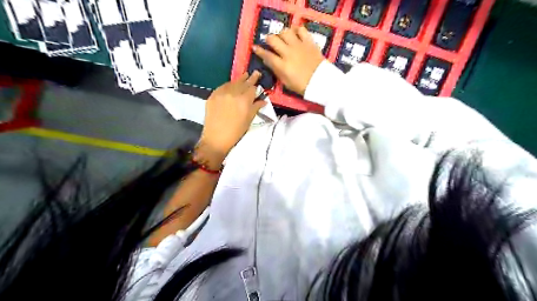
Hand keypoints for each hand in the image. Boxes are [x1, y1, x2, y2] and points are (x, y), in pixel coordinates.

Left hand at [197, 70, 264, 168]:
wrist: (216, 138)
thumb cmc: (236, 131)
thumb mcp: (249, 120)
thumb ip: (256, 107)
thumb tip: (263, 100)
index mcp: (244, 100)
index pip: (252, 87)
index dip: (256, 82)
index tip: (258, 76)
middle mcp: (233, 93)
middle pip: (242, 82)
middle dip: (249, 77)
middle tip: (254, 72)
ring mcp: (221, 93)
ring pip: (232, 83)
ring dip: (239, 80)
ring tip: (244, 76)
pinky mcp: (212, 95)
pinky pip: (222, 86)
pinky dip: (228, 85)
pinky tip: (231, 85)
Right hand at [251, 25, 321, 96]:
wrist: (321, 82)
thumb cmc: (302, 86)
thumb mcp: (286, 83)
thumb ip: (276, 71)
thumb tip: (268, 61)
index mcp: (282, 65)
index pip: (266, 55)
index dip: (259, 51)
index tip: (255, 48)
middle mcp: (288, 53)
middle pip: (273, 39)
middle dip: (269, 40)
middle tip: (270, 43)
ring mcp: (299, 45)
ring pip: (285, 32)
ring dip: (281, 34)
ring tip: (283, 38)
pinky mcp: (309, 42)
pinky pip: (301, 30)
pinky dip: (296, 30)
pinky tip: (295, 34)